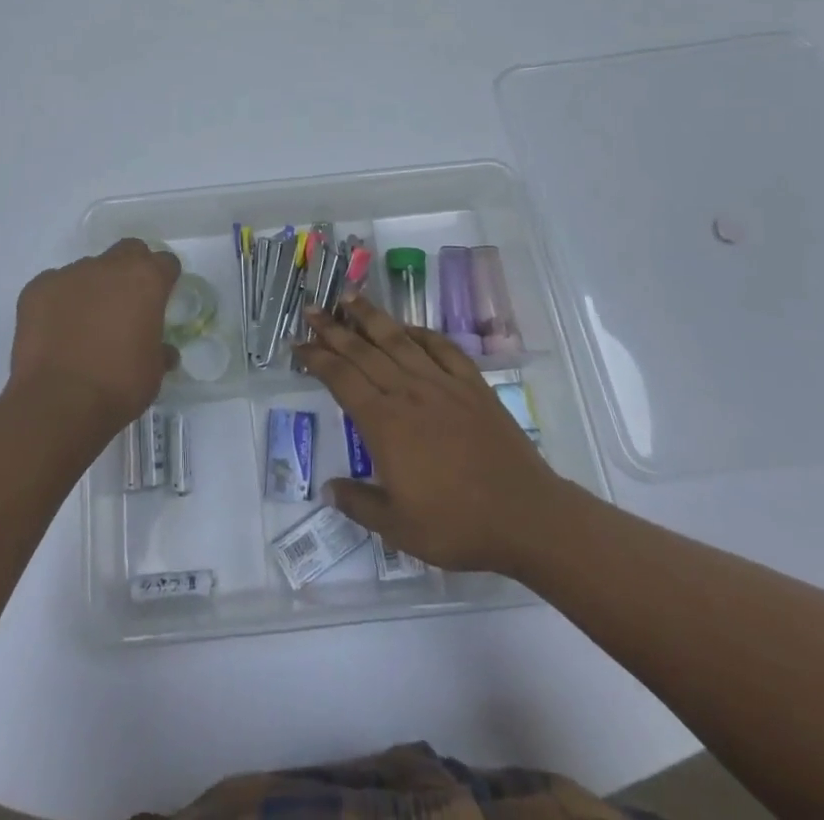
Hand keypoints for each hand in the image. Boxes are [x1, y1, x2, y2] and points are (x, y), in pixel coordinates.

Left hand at [9, 239, 180, 435]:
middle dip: (131, 270)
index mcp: (145, 280)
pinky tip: (57, 331)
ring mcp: (69, 274)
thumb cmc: (118, 386)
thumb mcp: (153, 372)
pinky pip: (54, 286)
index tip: (162, 298)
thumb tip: (163, 351)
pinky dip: (59, 302)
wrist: (58, 403)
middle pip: (127, 252)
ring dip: (93, 288)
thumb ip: (160, 350)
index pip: (165, 262)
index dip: (165, 279)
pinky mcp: (37, 288)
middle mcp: (108, 266)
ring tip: (85, 324)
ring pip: (88, 270)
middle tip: (127, 303)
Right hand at [297, 293, 559, 572]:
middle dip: (334, 328)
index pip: (342, 379)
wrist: (525, 516)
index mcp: (385, 423)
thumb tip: (327, 489)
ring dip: (372, 317)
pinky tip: (410, 328)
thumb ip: (359, 504)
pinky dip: (423, 333)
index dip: (317, 358)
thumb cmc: (457, 525)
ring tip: (350, 296)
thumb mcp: (398, 527)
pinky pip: (443, 349)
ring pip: (399, 340)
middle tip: (313, 308)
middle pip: (363, 351)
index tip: (298, 344)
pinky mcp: (472, 386)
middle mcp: (408, 392)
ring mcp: (442, 384)